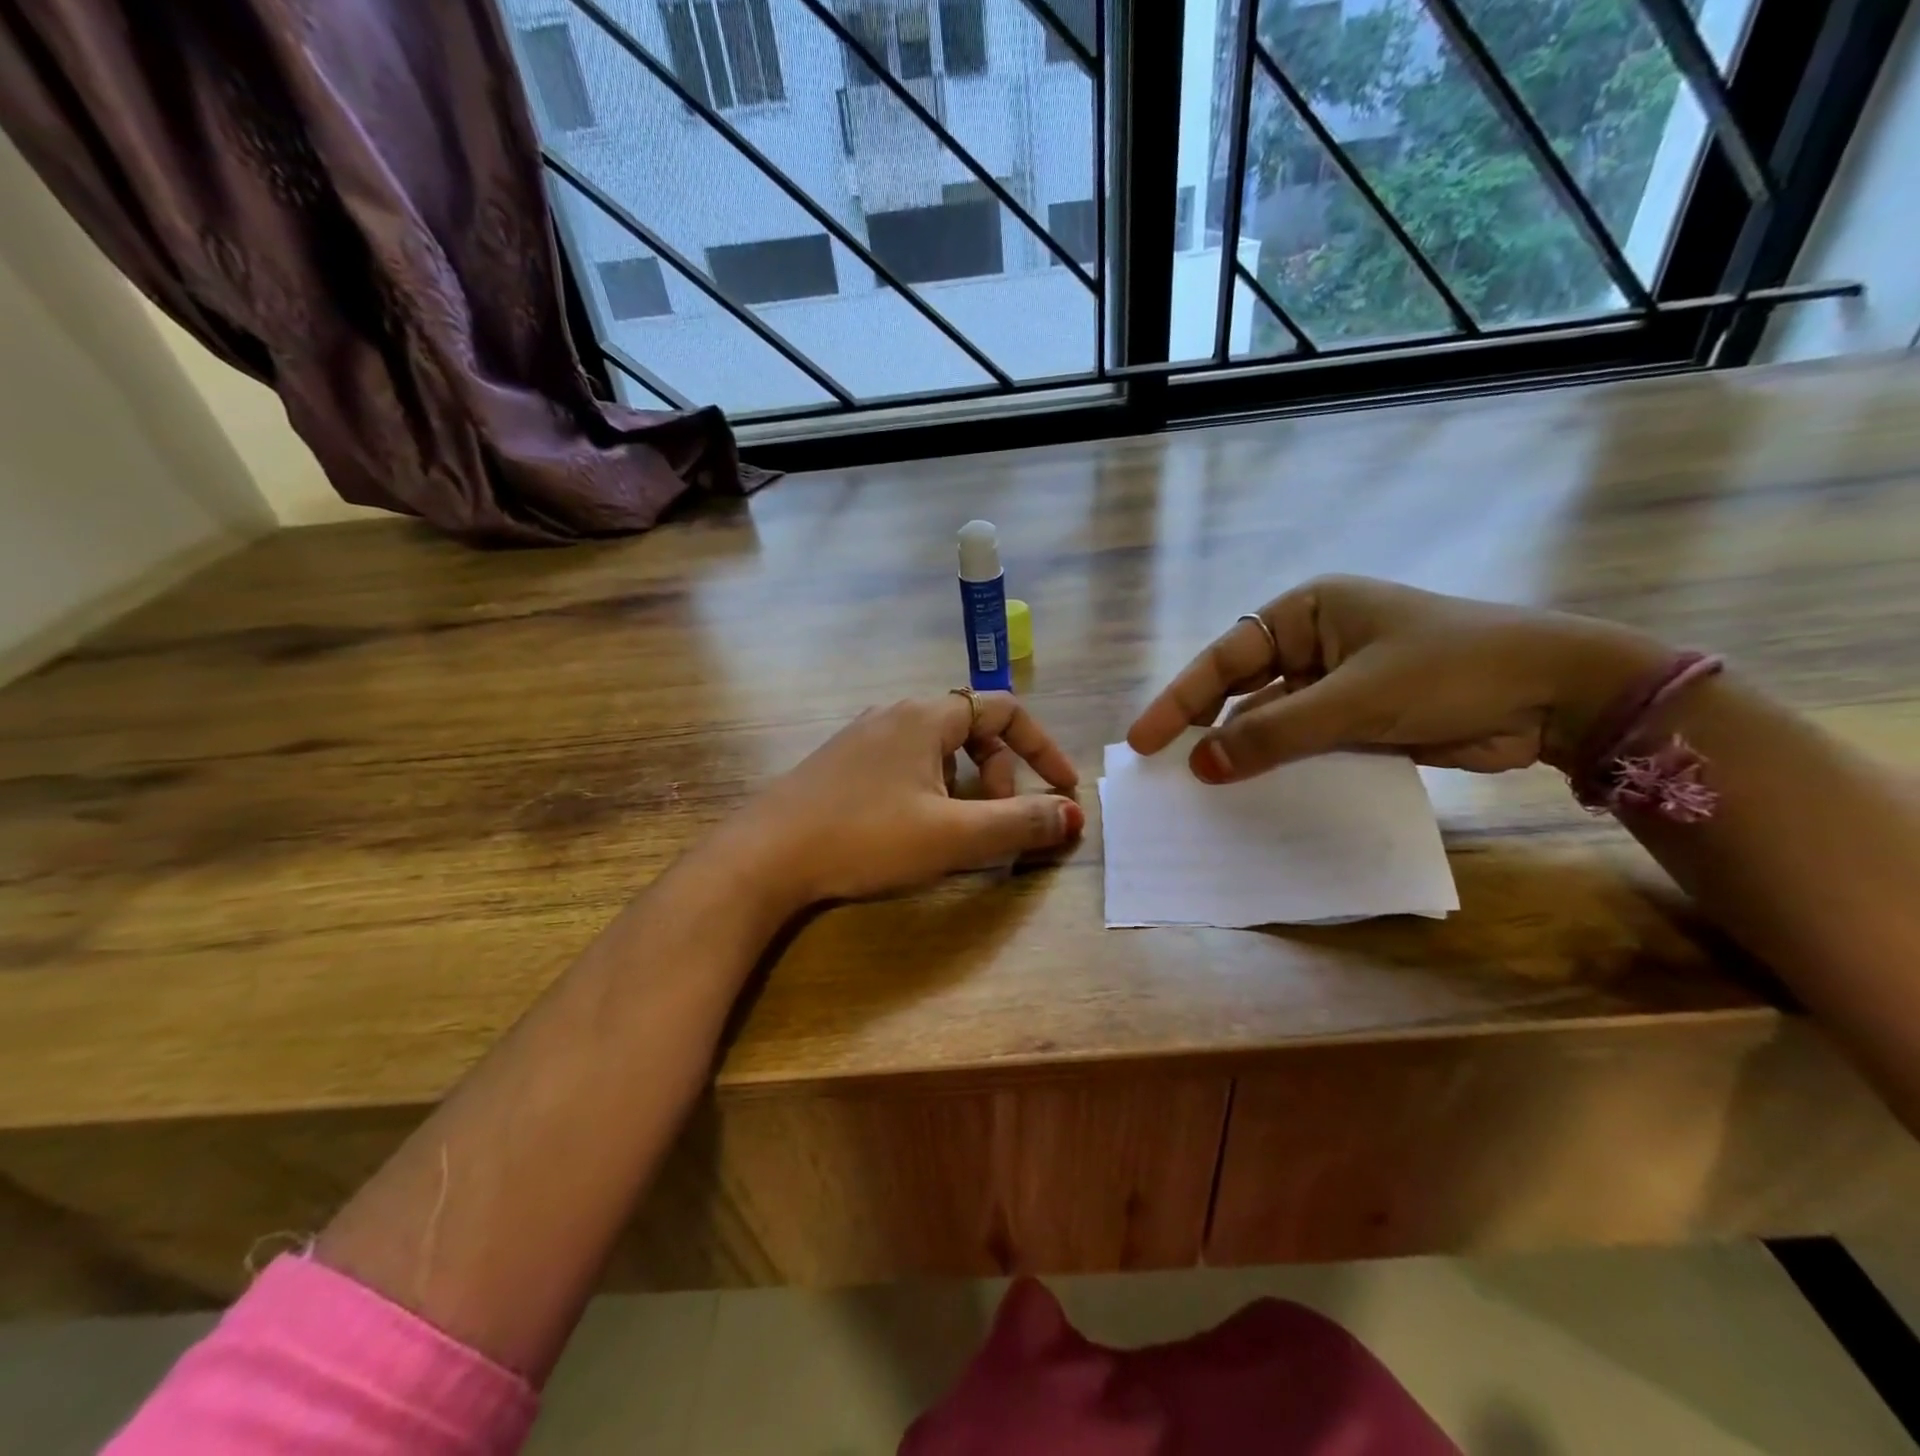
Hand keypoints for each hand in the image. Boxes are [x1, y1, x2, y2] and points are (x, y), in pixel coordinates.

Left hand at [729, 692, 1083, 907]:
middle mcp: (895, 715)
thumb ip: (1019, 823)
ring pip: (938, 752)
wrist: (765, 856)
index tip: (1064, 790)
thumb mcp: (953, 836)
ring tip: (956, 831)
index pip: (1005, 710)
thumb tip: (1073, 816)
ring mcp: (862, 737)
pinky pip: (906, 765)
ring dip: (965, 787)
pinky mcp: (840, 764)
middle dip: (1000, 775)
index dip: (1042, 748)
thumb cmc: (865, 838)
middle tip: (998, 823)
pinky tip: (911, 830)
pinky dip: (931, 791)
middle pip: (972, 730)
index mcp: (926, 716)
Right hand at [1127, 576, 1668, 783]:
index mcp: (1307, 613)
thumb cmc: (1450, 670)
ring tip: (1200, 789)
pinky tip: (1253, 794)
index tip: (1144, 740)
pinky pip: (1303, 745)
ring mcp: (1335, 684)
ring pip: (1271, 722)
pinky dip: (1280, 767)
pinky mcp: (1357, 721)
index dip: (1180, 699)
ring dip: (1242, 753)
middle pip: (1241, 689)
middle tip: (1162, 766)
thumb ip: (1274, 733)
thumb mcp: (1354, 699)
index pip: (1226, 658)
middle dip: (1204, 726)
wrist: (1558, 697)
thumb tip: (1200, 765)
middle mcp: (1314, 643)